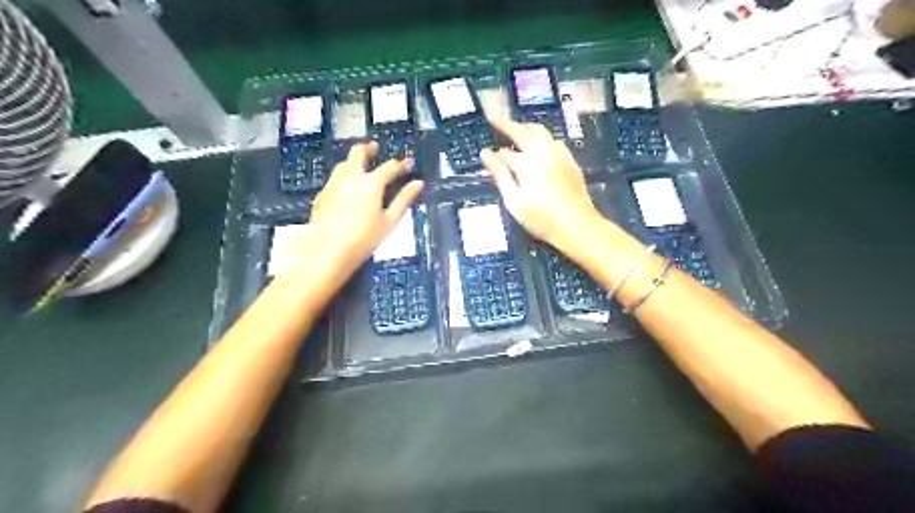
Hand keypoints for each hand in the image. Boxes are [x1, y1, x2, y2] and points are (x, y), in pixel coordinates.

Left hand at [305, 142, 423, 280]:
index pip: (389, 167)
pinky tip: (346, 187)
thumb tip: (418, 184)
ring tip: (362, 166)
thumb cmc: (364, 238)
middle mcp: (351, 177)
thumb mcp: (390, 221)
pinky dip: (344, 175)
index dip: (400, 165)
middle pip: (358, 153)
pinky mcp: (322, 194)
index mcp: (371, 183)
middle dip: (369, 149)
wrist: (328, 251)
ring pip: (344, 163)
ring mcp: (333, 184)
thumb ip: (404, 199)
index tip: (407, 166)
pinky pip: (334, 177)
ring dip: (354, 161)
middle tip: (375, 149)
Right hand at [482, 117, 604, 252]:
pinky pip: (554, 140)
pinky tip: (540, 144)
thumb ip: (500, 175)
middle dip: (506, 124)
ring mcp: (559, 154)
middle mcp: (543, 152)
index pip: (505, 152)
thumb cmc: (541, 219)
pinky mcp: (570, 161)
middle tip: (494, 119)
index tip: (485, 152)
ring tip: (516, 129)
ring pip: (540, 131)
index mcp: (527, 162)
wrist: (577, 225)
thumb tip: (485, 154)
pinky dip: (542, 136)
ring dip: (525, 127)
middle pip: (522, 131)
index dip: (494, 153)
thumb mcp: (514, 201)